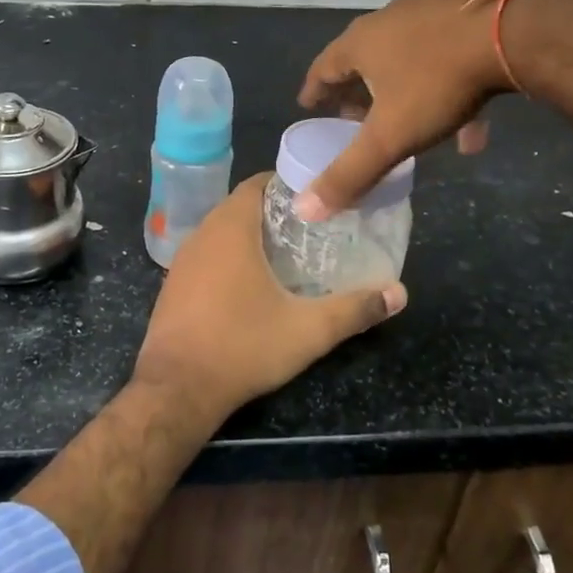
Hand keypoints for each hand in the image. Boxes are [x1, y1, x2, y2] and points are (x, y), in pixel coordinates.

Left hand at [135, 174, 406, 419]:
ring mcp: (182, 260)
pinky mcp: (173, 285)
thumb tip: (399, 293)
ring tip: (288, 253)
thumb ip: (355, 309)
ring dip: (250, 235)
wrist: (177, 388)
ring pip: (220, 232)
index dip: (287, 185)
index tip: (317, 197)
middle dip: (274, 212)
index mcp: (230, 228)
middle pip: (240, 206)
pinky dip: (229, 257)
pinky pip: (206, 256)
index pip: (257, 184)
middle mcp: (202, 234)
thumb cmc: (242, 346)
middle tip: (312, 228)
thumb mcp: (308, 330)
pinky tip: (251, 283)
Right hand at [295, 0, 520, 217]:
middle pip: (363, 60)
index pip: (323, 68)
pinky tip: (469, 131)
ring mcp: (430, 14)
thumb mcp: (390, 136)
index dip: (314, 91)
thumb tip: (306, 209)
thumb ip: (350, 173)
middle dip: (357, 92)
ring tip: (407, 124)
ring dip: (402, 94)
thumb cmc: (438, 82)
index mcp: (360, 43)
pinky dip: (447, 92)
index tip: (309, 106)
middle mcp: (389, 21)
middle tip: (354, 117)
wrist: (514, 29)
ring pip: (407, 60)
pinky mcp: (469, 16)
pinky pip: (447, 60)